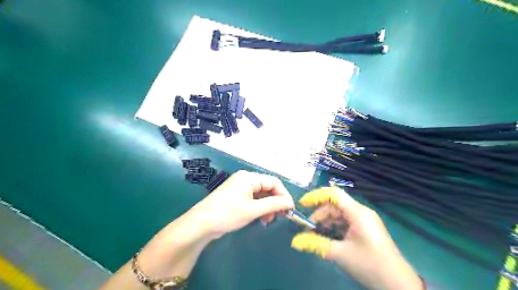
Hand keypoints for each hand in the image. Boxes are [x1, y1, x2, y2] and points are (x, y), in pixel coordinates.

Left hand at [189, 170, 294, 239]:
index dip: (284, 194)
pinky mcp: (237, 197)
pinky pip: (254, 200)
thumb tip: (289, 203)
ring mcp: (240, 188)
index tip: (290, 209)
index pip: (273, 181)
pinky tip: (261, 219)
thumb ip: (274, 204)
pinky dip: (260, 208)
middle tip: (279, 217)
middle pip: (268, 187)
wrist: (201, 224)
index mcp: (249, 177)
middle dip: (275, 202)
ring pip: (262, 195)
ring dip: (268, 207)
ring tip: (268, 221)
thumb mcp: (253, 210)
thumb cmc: (228, 214)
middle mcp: (245, 179)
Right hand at [289, 187, 422, 288]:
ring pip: (339, 214)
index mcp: (357, 212)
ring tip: (316, 235)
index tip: (303, 204)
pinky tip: (328, 238)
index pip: (334, 194)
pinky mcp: (365, 229)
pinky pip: (346, 222)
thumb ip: (316, 244)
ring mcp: (364, 220)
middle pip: (335, 205)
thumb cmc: (369, 264)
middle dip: (319, 214)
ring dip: (326, 222)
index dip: (316, 196)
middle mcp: (361, 212)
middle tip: (308, 228)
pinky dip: (334, 227)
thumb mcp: (340, 254)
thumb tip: (295, 242)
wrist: (398, 284)